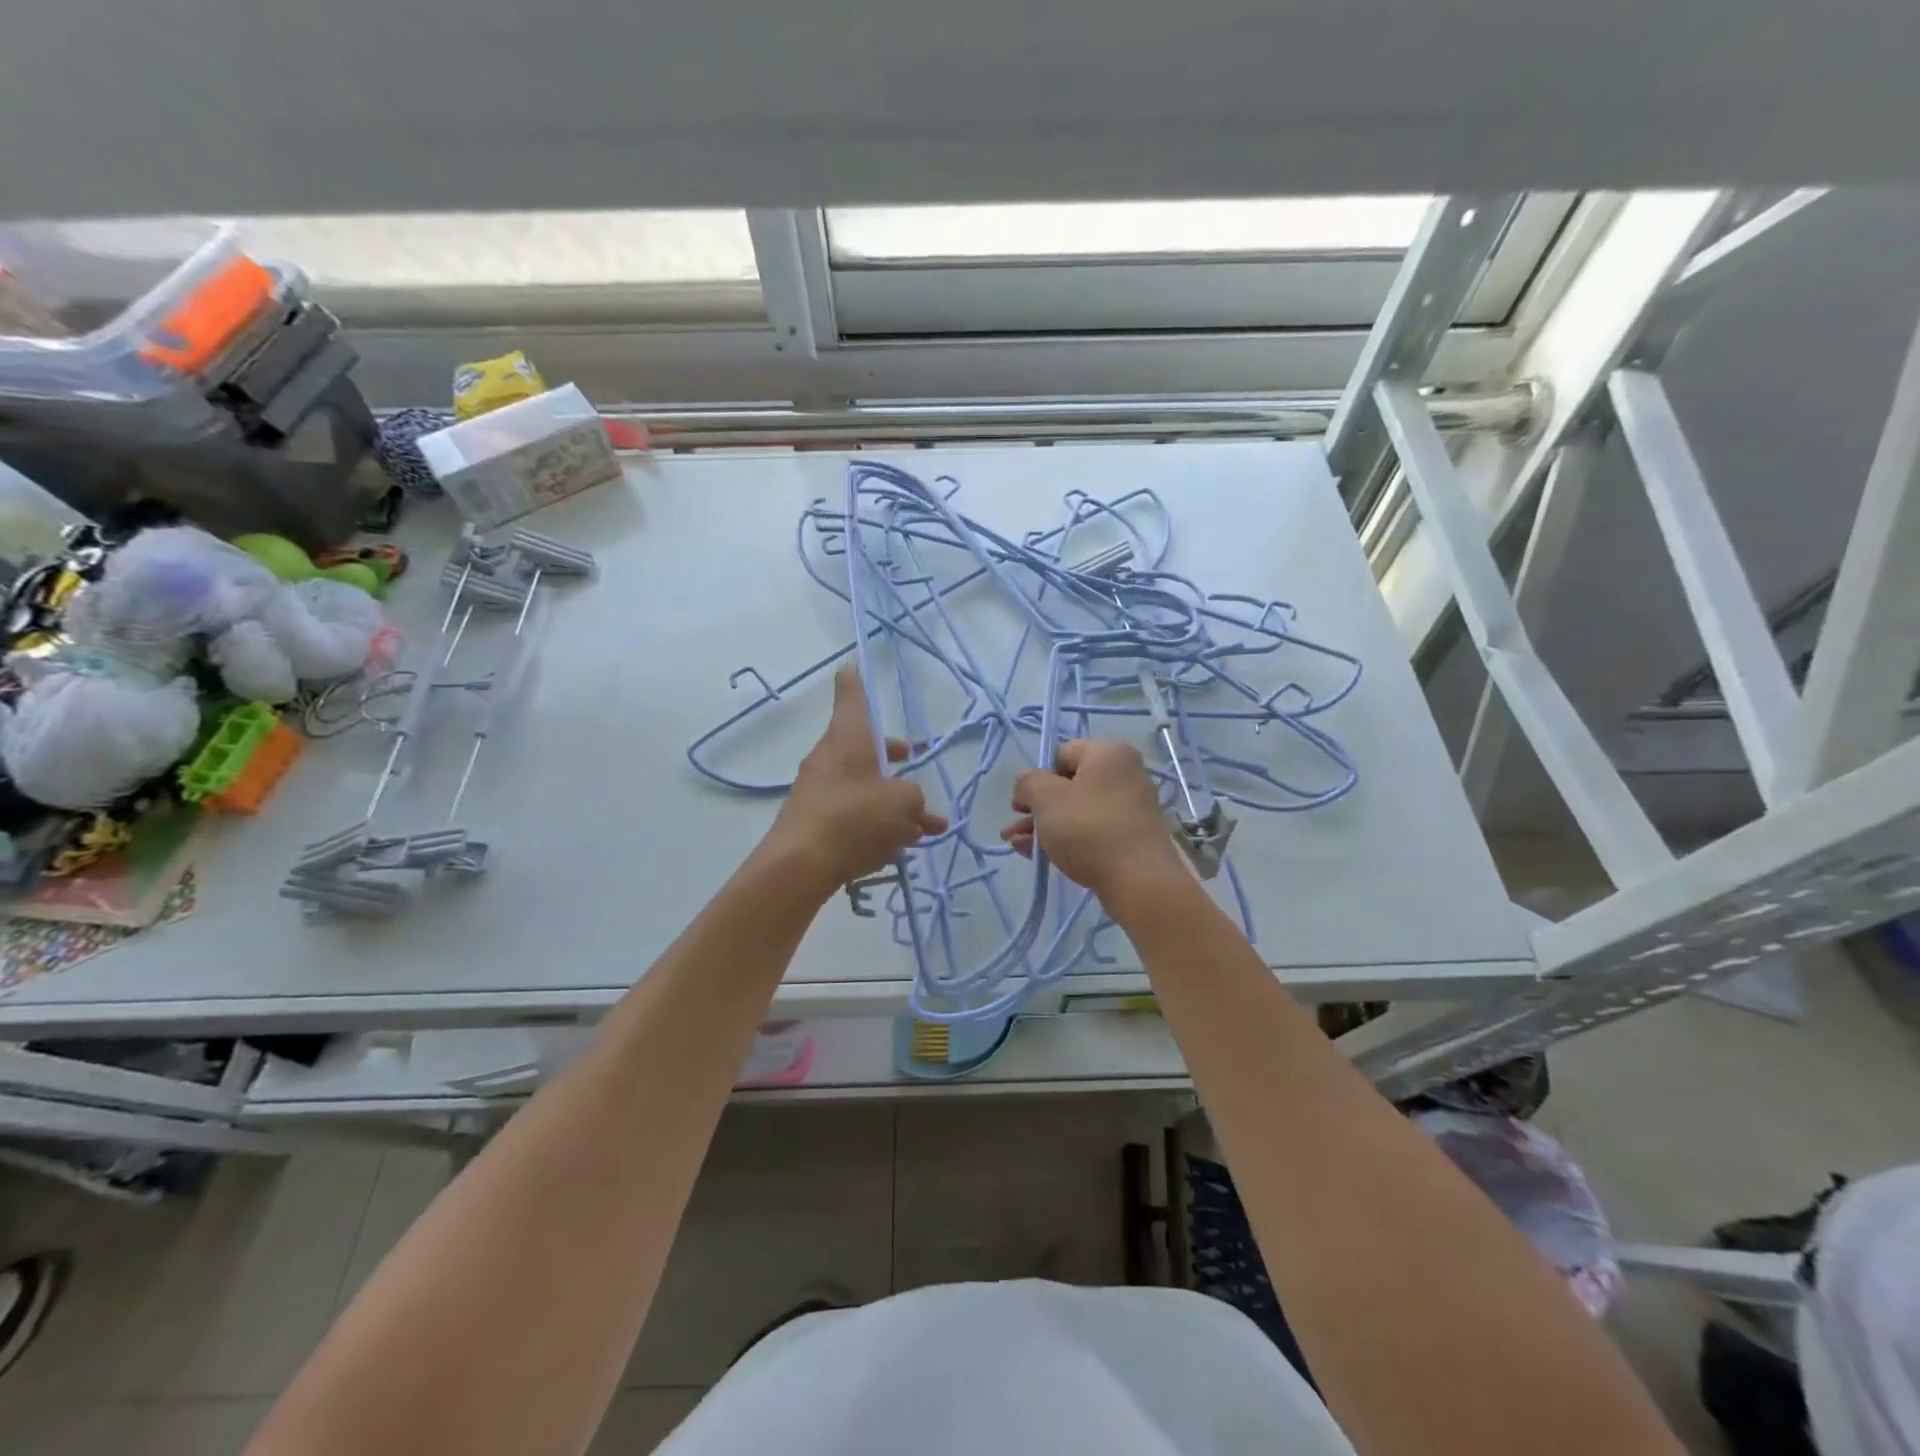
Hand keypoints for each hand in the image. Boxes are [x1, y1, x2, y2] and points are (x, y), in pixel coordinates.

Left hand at [766, 667, 947, 895]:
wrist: (800, 864)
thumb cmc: (854, 817)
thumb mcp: (901, 803)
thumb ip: (915, 800)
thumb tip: (913, 806)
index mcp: (848, 740)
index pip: (851, 699)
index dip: (855, 682)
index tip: (851, 665)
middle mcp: (829, 760)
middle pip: (865, 750)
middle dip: (894, 761)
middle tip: (913, 761)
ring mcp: (819, 792)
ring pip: (863, 788)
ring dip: (892, 803)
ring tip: (923, 831)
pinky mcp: (815, 823)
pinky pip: (852, 816)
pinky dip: (875, 826)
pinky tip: (897, 851)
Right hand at [1002, 738, 1186, 900]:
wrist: (1139, 881)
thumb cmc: (1089, 828)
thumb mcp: (1046, 798)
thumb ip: (1028, 782)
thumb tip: (1028, 784)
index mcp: (1108, 752)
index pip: (1061, 754)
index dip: (1035, 778)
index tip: (1020, 804)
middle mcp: (1124, 773)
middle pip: (1068, 785)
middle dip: (1036, 808)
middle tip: (1014, 828)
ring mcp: (1131, 807)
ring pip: (1077, 811)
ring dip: (1045, 826)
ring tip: (1019, 846)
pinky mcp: (1132, 837)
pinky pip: (1092, 830)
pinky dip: (1067, 839)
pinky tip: (1040, 856)